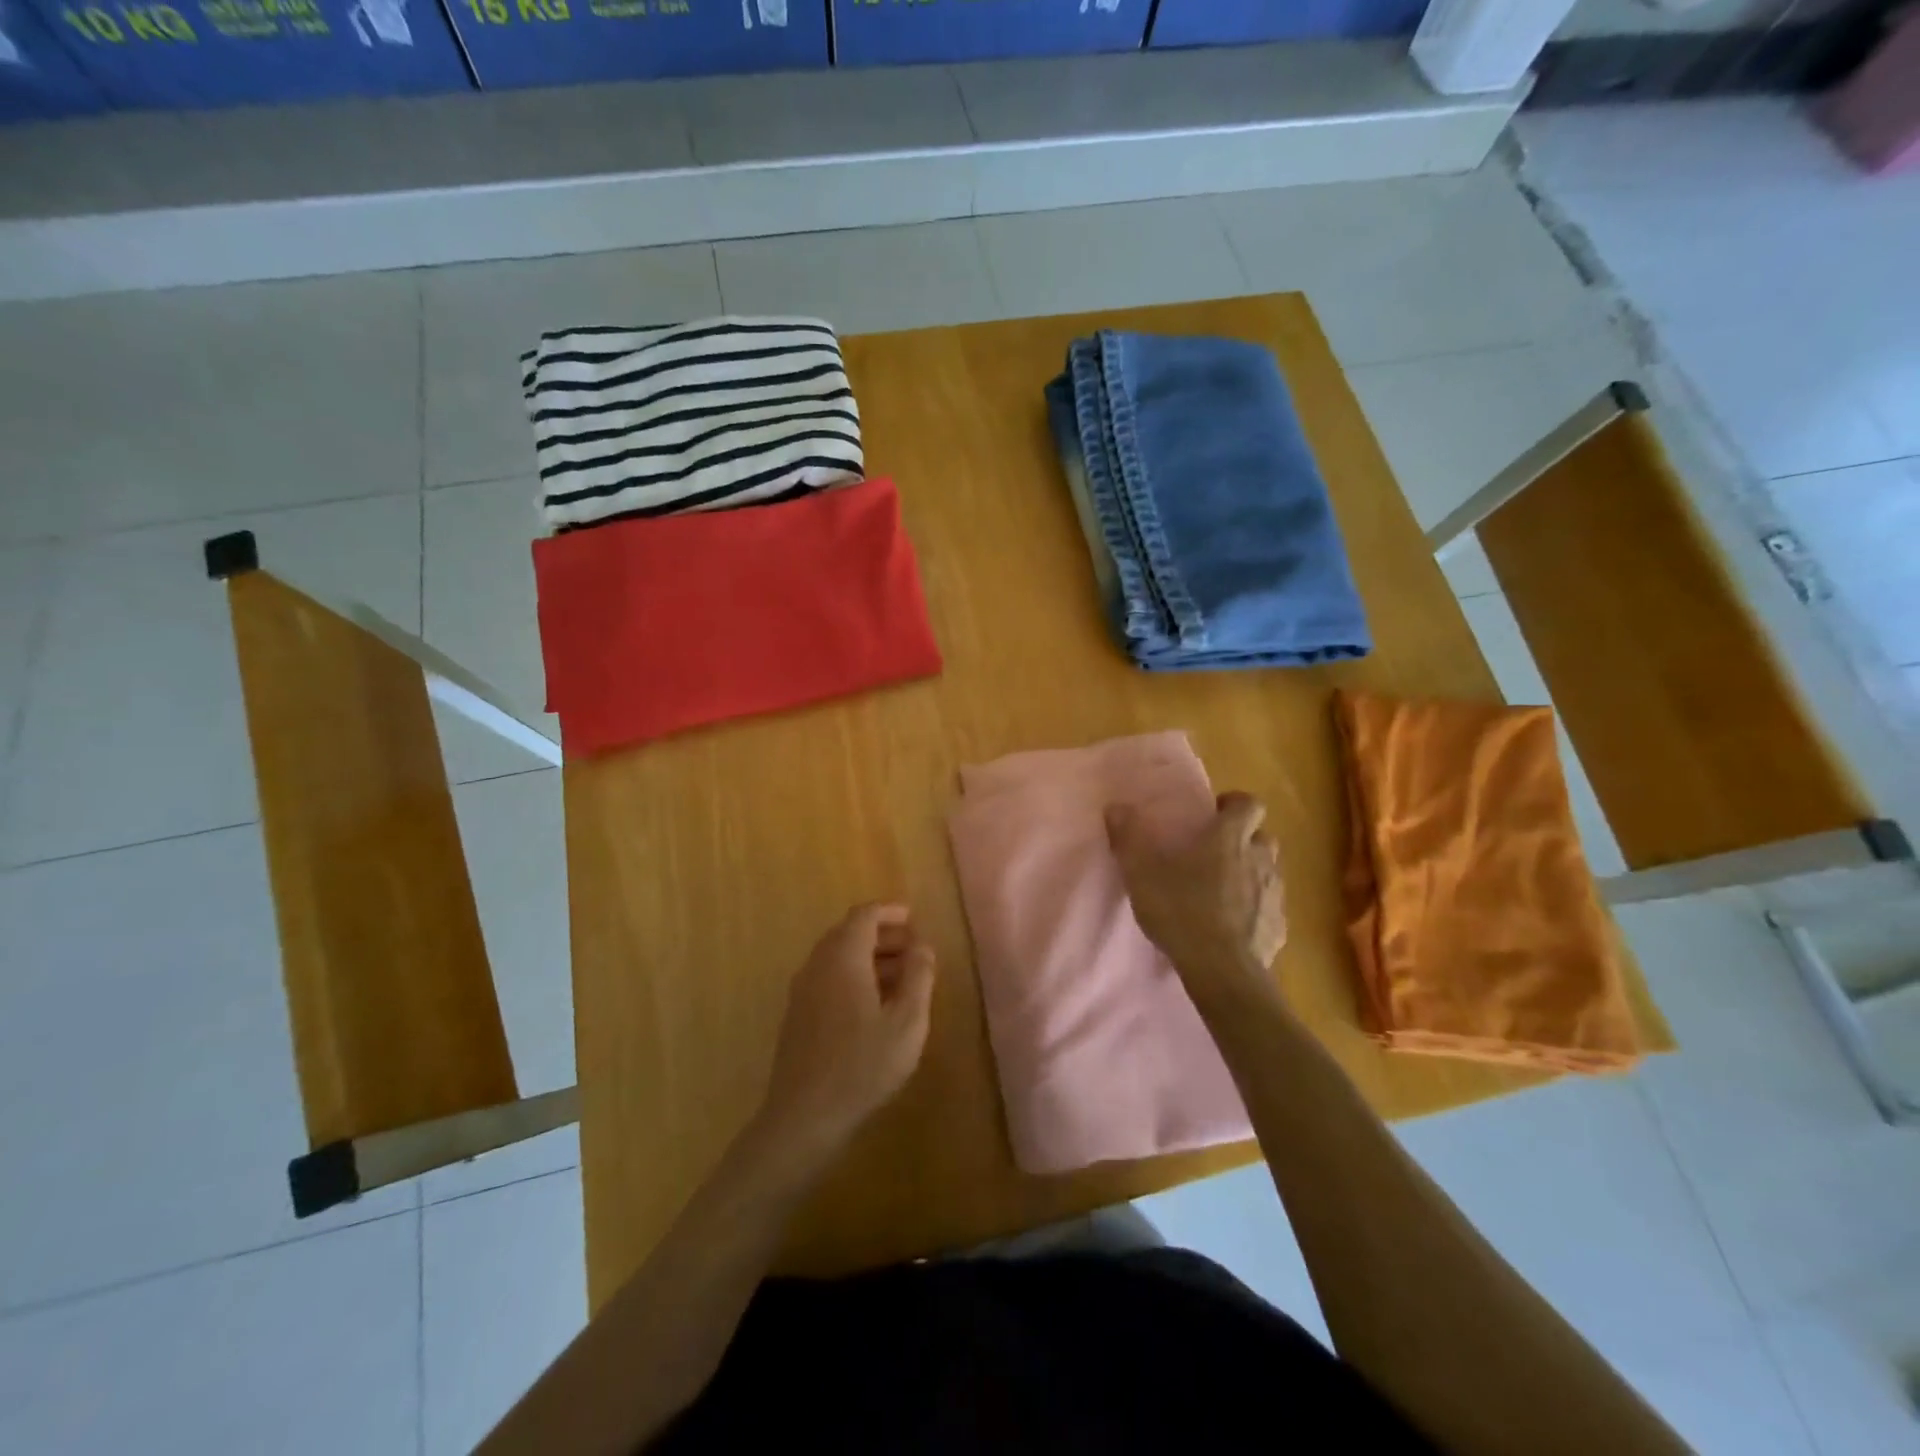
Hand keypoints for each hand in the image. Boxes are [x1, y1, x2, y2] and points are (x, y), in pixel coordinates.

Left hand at [758, 903, 935, 1165]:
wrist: (804, 1117)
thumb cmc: (862, 1065)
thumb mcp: (907, 1021)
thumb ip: (918, 976)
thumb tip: (922, 945)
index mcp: (843, 957)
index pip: (864, 915)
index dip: (890, 912)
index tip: (914, 918)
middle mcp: (817, 965)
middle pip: (849, 933)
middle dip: (883, 935)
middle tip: (914, 949)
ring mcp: (803, 991)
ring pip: (838, 957)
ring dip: (870, 958)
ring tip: (903, 978)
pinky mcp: (798, 1015)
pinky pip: (829, 979)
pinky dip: (854, 976)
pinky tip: (875, 1005)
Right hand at [1106, 792, 1286, 1012]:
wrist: (1222, 971)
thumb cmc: (1182, 911)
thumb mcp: (1142, 873)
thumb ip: (1129, 838)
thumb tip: (1116, 807)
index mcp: (1230, 839)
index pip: (1250, 804)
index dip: (1235, 804)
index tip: (1215, 813)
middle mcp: (1260, 860)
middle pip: (1263, 837)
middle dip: (1244, 840)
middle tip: (1215, 853)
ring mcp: (1274, 896)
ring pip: (1269, 873)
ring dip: (1251, 874)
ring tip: (1222, 891)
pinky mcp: (1279, 928)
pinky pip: (1270, 910)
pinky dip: (1255, 911)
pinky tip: (1233, 927)